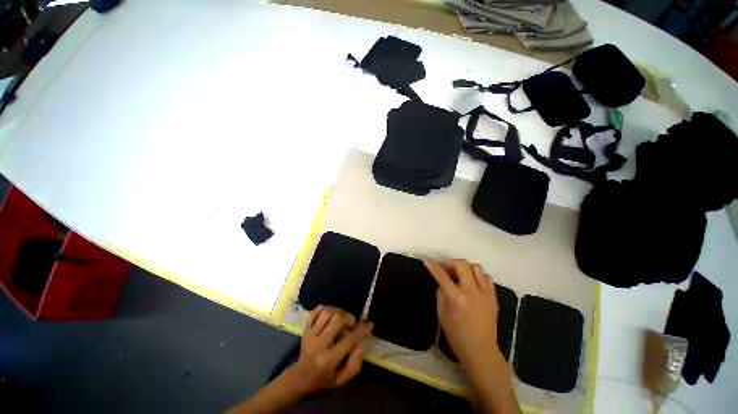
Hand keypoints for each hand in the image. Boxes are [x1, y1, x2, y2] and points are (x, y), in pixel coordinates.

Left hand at [283, 305, 372, 395]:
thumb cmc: (323, 381)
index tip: (369, 325)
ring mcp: (310, 334)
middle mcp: (319, 344)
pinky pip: (315, 311)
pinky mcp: (306, 329)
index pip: (349, 340)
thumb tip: (361, 345)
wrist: (298, 379)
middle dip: (348, 318)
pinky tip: (331, 313)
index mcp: (328, 359)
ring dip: (338, 311)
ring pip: (327, 312)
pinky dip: (325, 308)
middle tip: (352, 324)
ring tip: (342, 317)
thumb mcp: (341, 381)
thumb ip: (354, 365)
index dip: (362, 331)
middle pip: (337, 320)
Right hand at [424, 259, 500, 365]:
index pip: (442, 276)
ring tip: (460, 275)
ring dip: (465, 267)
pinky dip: (477, 276)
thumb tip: (443, 283)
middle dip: (451, 263)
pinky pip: (486, 277)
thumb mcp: (442, 314)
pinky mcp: (493, 297)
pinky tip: (472, 283)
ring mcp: (485, 293)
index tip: (427, 261)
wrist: (481, 350)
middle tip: (446, 269)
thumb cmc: (457, 334)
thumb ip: (441, 294)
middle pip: (462, 265)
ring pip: (476, 267)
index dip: (433, 267)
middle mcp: (472, 292)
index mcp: (457, 298)